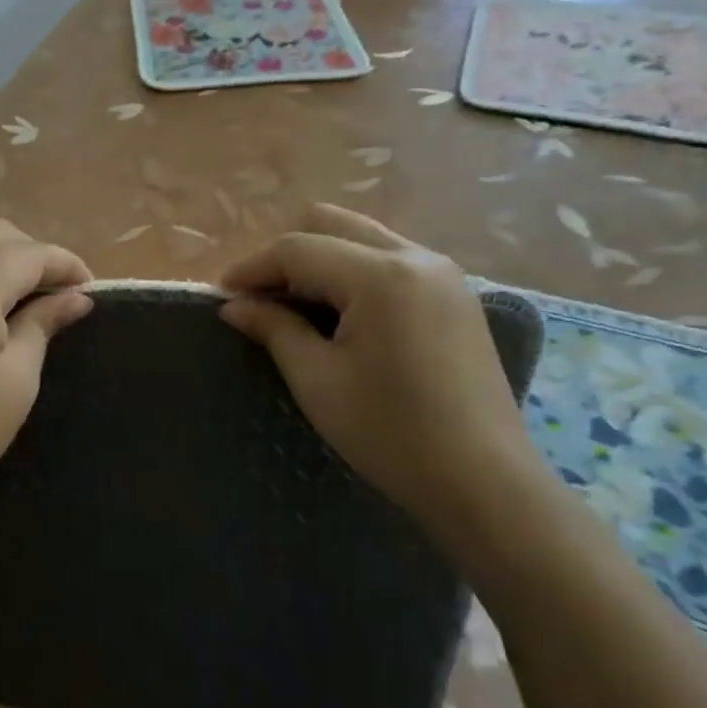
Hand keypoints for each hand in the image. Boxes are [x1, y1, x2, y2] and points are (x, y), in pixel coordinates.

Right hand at [217, 205, 547, 545]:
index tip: (222, 295)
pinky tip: (340, 316)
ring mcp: (443, 274)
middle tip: (260, 299)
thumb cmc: (391, 434)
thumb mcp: (317, 380)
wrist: (484, 483)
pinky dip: (353, 274)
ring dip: (320, 262)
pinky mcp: (455, 295)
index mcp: (382, 275)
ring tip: (295, 308)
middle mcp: (416, 257)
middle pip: (332, 224)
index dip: (253, 268)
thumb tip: (234, 305)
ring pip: (362, 238)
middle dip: (286, 256)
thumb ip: (273, 329)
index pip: (299, 249)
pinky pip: (390, 261)